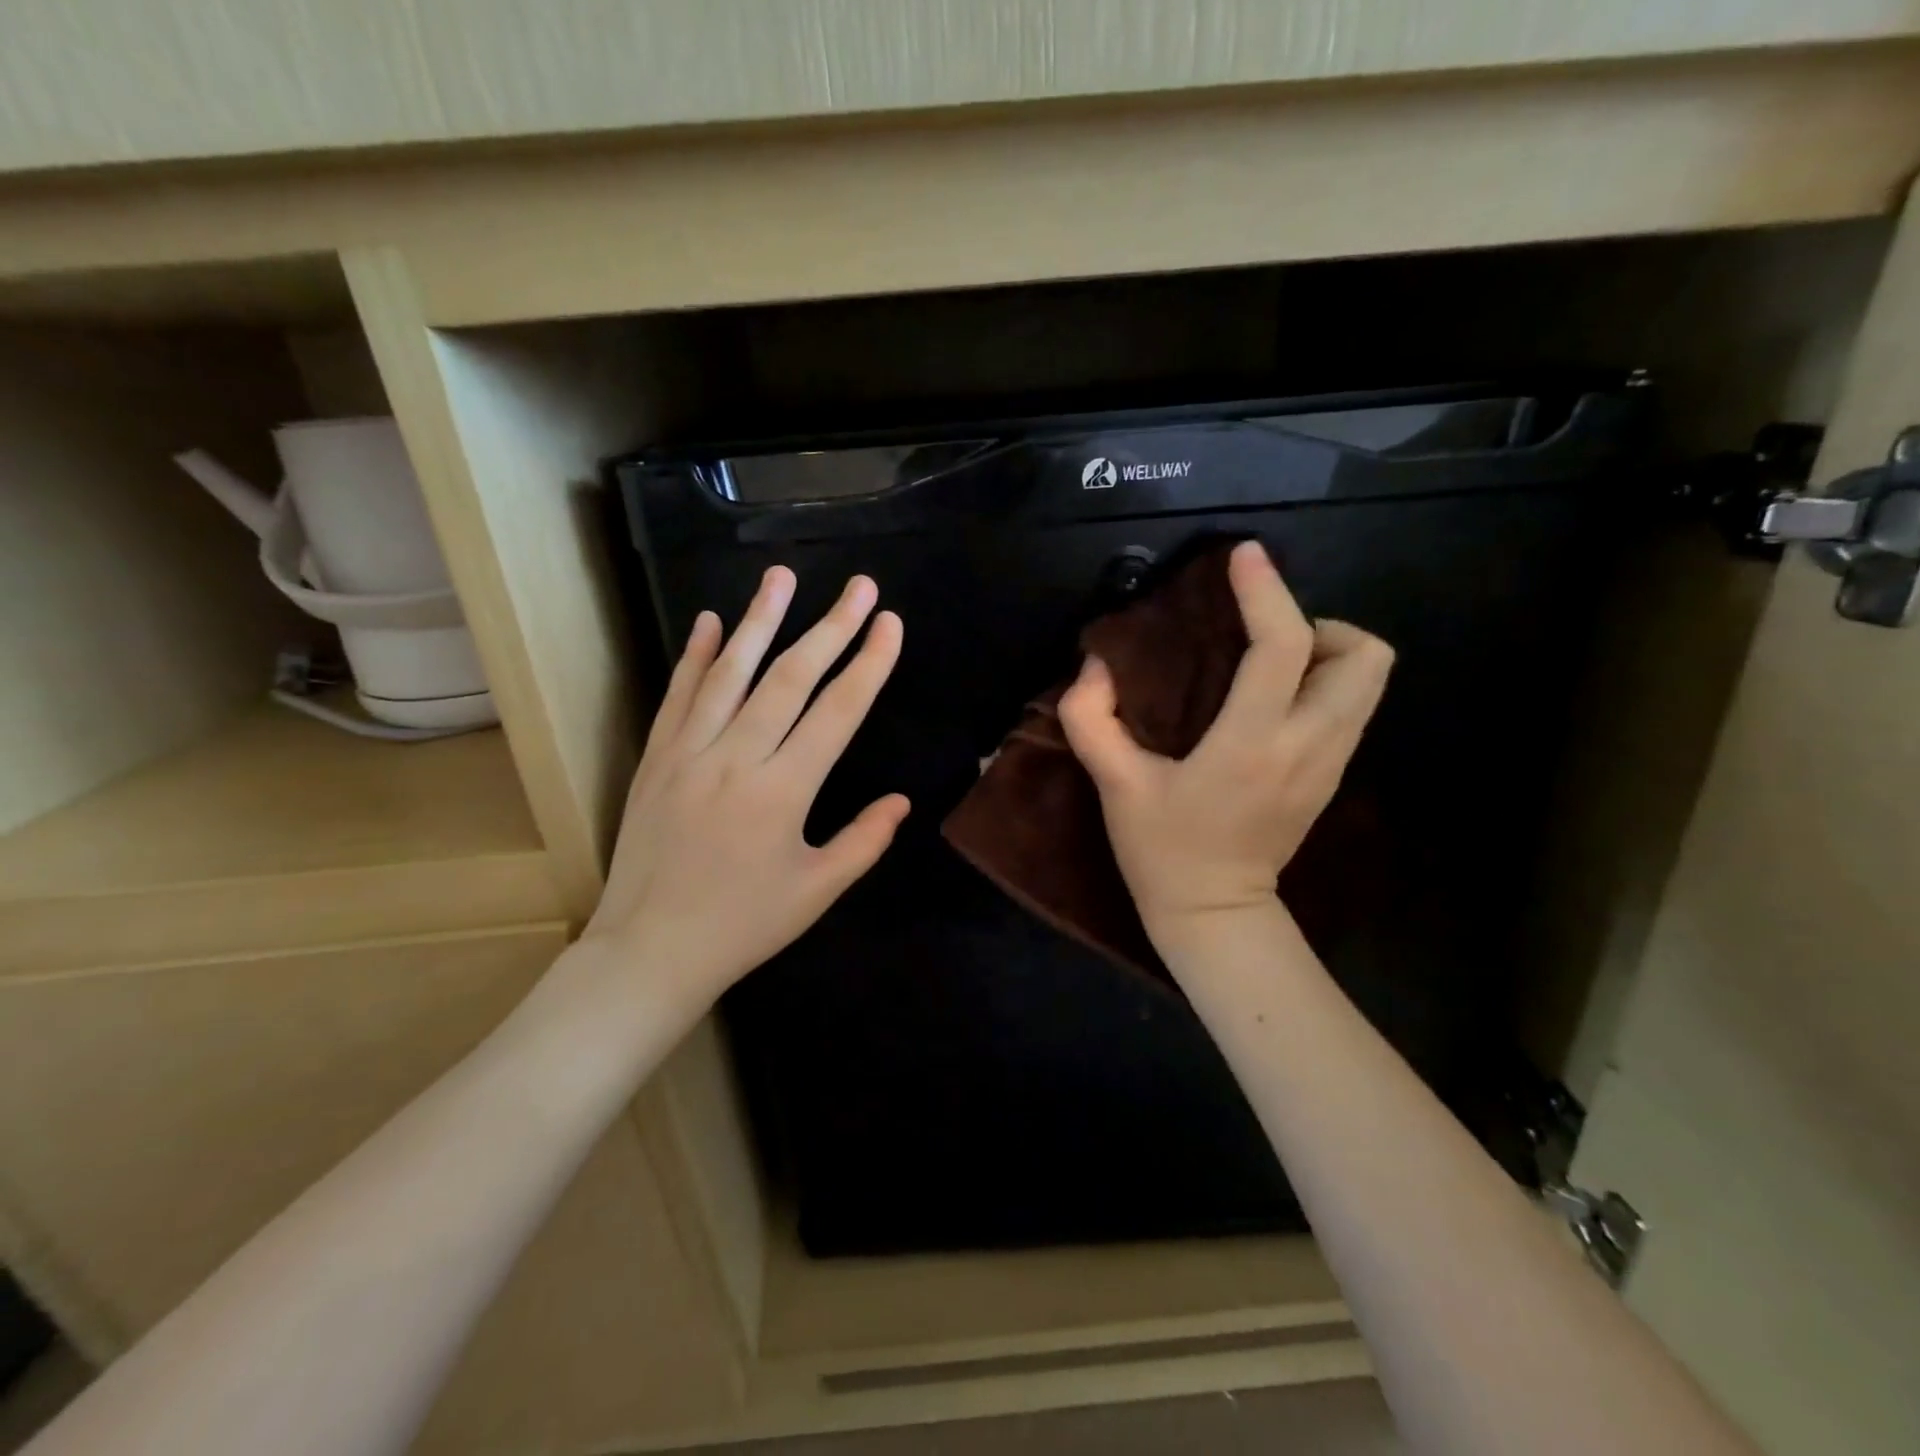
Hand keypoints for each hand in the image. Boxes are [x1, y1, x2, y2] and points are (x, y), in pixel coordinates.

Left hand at [580, 567, 908, 1010]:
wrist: (649, 951)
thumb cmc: (743, 926)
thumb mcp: (816, 891)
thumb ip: (864, 841)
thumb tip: (900, 801)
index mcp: (783, 792)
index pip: (837, 712)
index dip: (868, 664)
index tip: (889, 623)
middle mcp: (737, 759)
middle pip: (791, 678)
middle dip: (831, 627)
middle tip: (859, 586)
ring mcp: (689, 753)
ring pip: (730, 673)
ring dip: (761, 620)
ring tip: (782, 576)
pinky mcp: (656, 759)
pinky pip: (677, 697)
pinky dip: (694, 656)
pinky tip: (711, 622)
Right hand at [1058, 540, 1392, 945]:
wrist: (1214, 914)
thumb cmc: (1162, 850)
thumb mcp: (1114, 786)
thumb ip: (1091, 719)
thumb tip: (1096, 665)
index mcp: (1252, 744)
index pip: (1283, 647)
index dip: (1267, 592)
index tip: (1244, 558)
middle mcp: (1308, 745)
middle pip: (1365, 654)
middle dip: (1320, 625)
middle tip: (1262, 636)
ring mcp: (1331, 763)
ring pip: (1370, 679)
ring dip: (1326, 652)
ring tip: (1266, 663)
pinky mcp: (1333, 775)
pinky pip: (1352, 706)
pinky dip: (1323, 683)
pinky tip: (1271, 699)